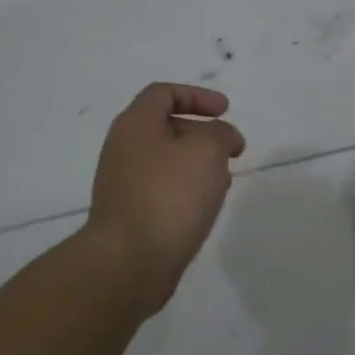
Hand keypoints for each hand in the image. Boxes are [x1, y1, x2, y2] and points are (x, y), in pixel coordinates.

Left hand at [87, 82, 245, 310]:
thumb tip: (222, 137)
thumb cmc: (169, 195)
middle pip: (166, 127)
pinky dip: (187, 190)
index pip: (164, 93)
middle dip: (203, 133)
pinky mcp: (130, 214)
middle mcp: (123, 149)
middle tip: (231, 150)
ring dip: (198, 164)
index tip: (226, 111)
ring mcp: (123, 183)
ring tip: (223, 182)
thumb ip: (220, 133)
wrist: (129, 261)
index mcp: (135, 124)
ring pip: (167, 161)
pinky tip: (205, 208)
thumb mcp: (207, 150)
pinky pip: (163, 190)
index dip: (197, 96)